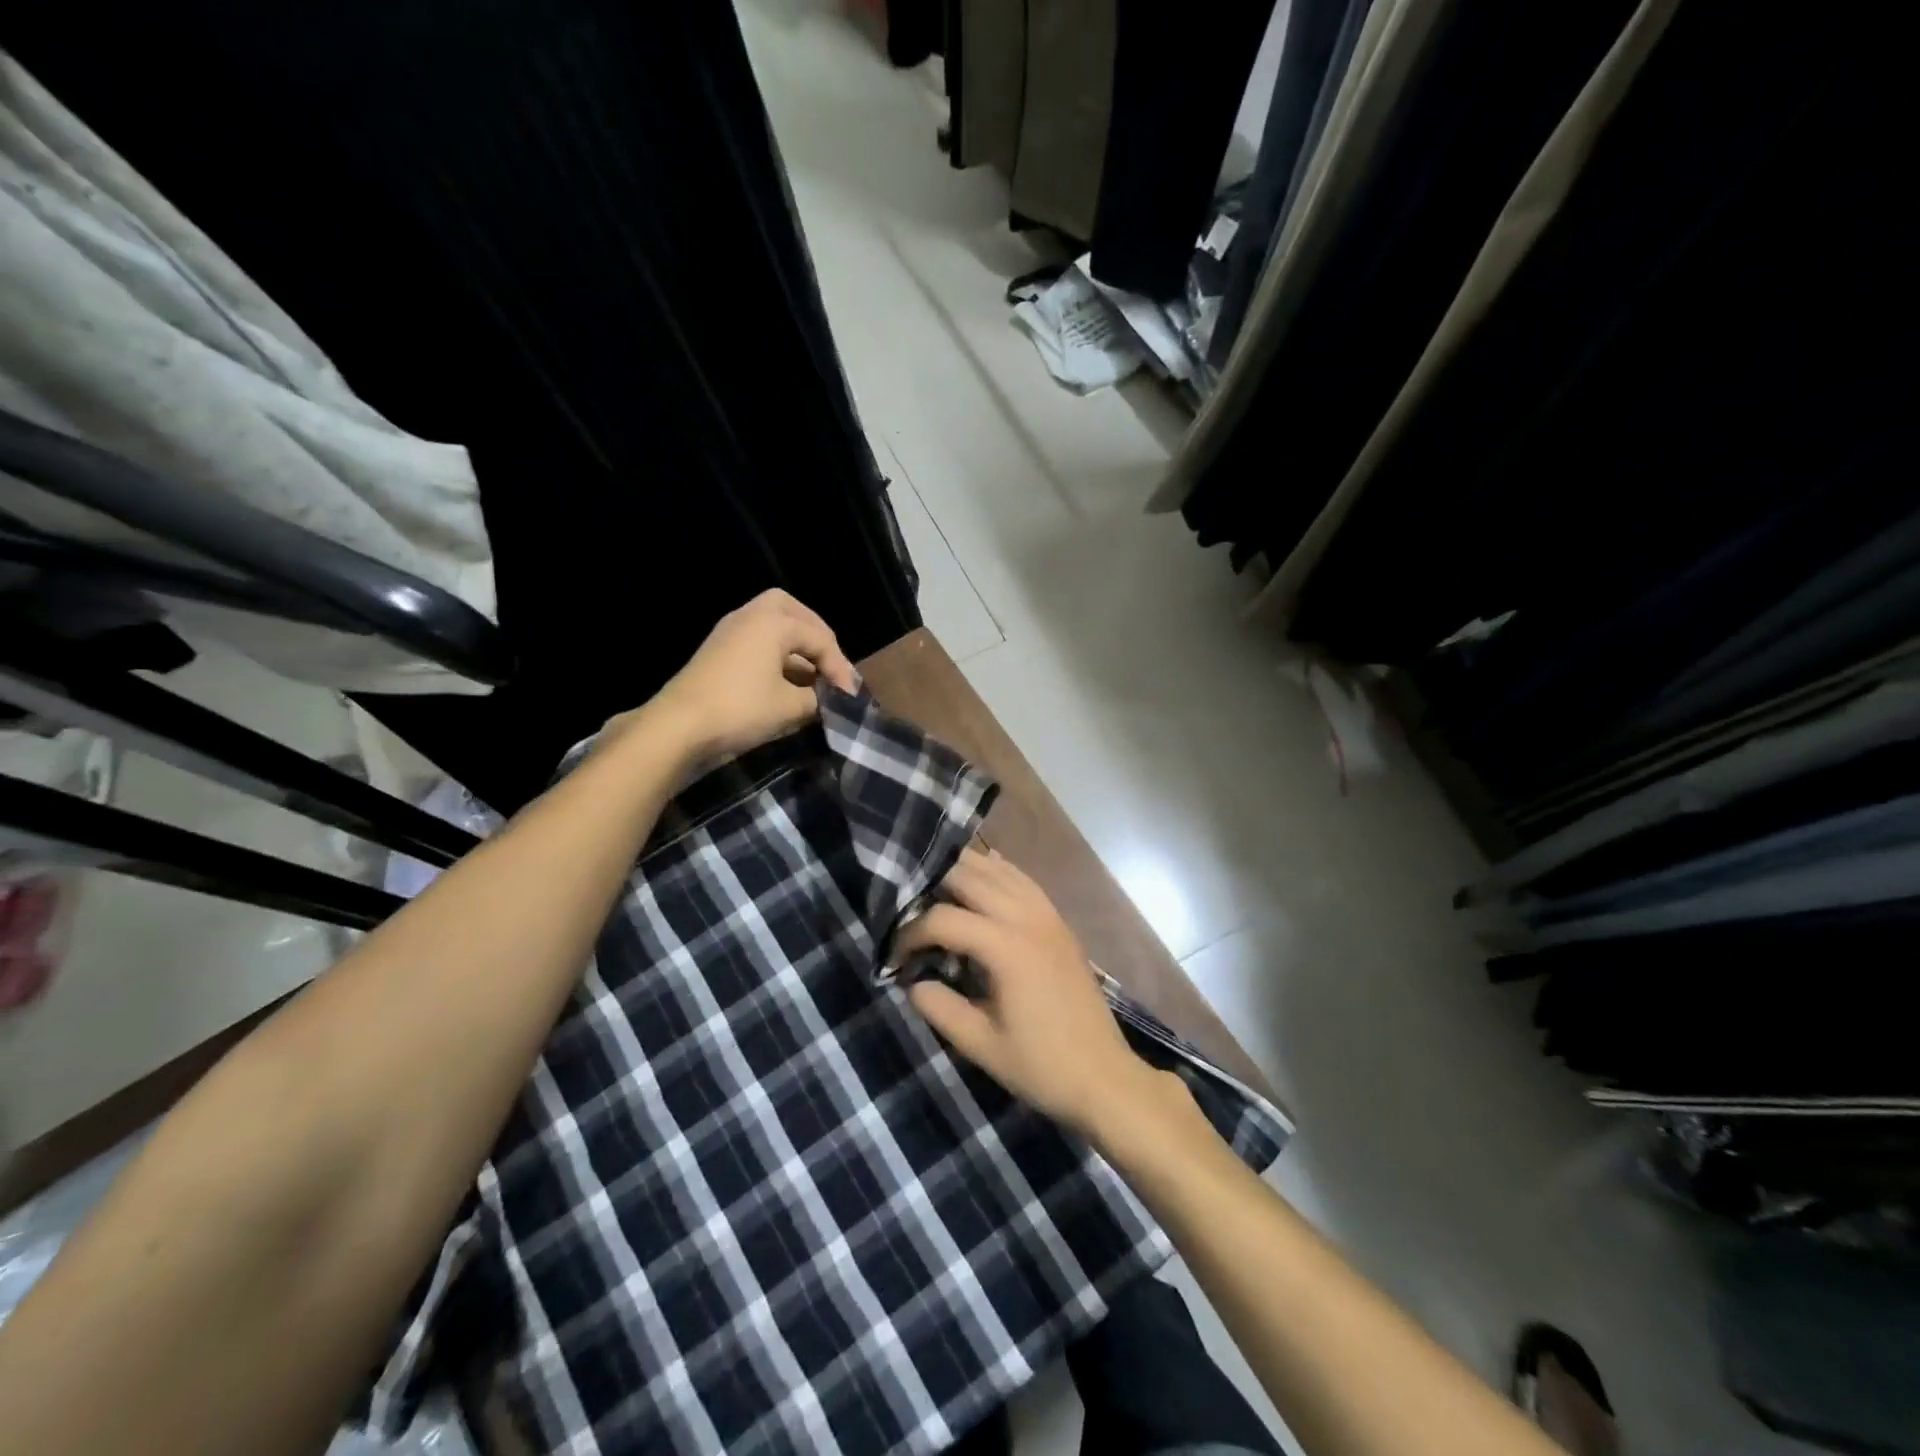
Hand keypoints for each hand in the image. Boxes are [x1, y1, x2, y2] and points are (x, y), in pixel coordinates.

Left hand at [643, 591, 857, 762]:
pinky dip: (776, 656)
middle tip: (829, 662)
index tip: (851, 697)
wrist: (678, 728)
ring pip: (771, 625)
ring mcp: (728, 634)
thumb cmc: (741, 709)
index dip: (841, 668)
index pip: (820, 639)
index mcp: (772, 622)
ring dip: (794, 646)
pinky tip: (786, 684)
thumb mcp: (791, 707)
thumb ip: (818, 699)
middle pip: (791, 611)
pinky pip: (755, 642)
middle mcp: (749, 617)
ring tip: (812, 677)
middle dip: (816, 635)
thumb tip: (829, 700)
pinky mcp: (716, 653)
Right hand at [893, 849, 1158, 1135]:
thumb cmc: (1041, 1065)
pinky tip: (983, 869)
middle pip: (969, 876)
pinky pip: (1024, 881)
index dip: (910, 933)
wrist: (1103, 1076)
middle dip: (932, 886)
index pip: (943, 918)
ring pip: (999, 871)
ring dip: (964, 871)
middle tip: (909, 912)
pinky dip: (999, 871)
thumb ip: (940, 1007)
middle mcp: (1027, 919)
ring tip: (934, 887)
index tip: (895, 957)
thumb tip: (911, 981)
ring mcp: (1047, 916)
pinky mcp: (1058, 922)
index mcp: (1006, 948)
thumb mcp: (981, 1045)